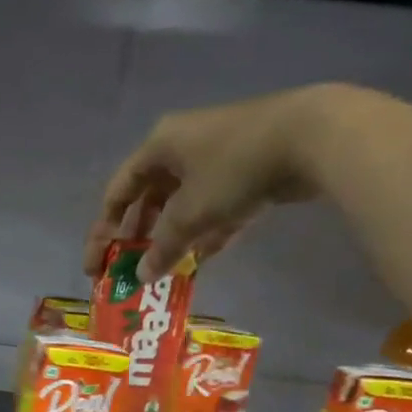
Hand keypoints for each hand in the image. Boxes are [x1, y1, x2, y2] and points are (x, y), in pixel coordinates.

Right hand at [83, 86, 334, 282]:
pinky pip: (215, 201)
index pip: (117, 193)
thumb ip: (162, 248)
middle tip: (131, 267)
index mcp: (158, 146)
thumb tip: (143, 276)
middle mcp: (183, 144)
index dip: (103, 231)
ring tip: (167, 267)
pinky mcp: (250, 163)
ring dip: (174, 235)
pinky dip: (207, 228)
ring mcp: (218, 153)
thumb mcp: (190, 214)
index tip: (97, 264)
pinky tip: (205, 255)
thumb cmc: (234, 169)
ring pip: (184, 202)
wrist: (315, 135)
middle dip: (139, 235)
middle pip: (149, 198)